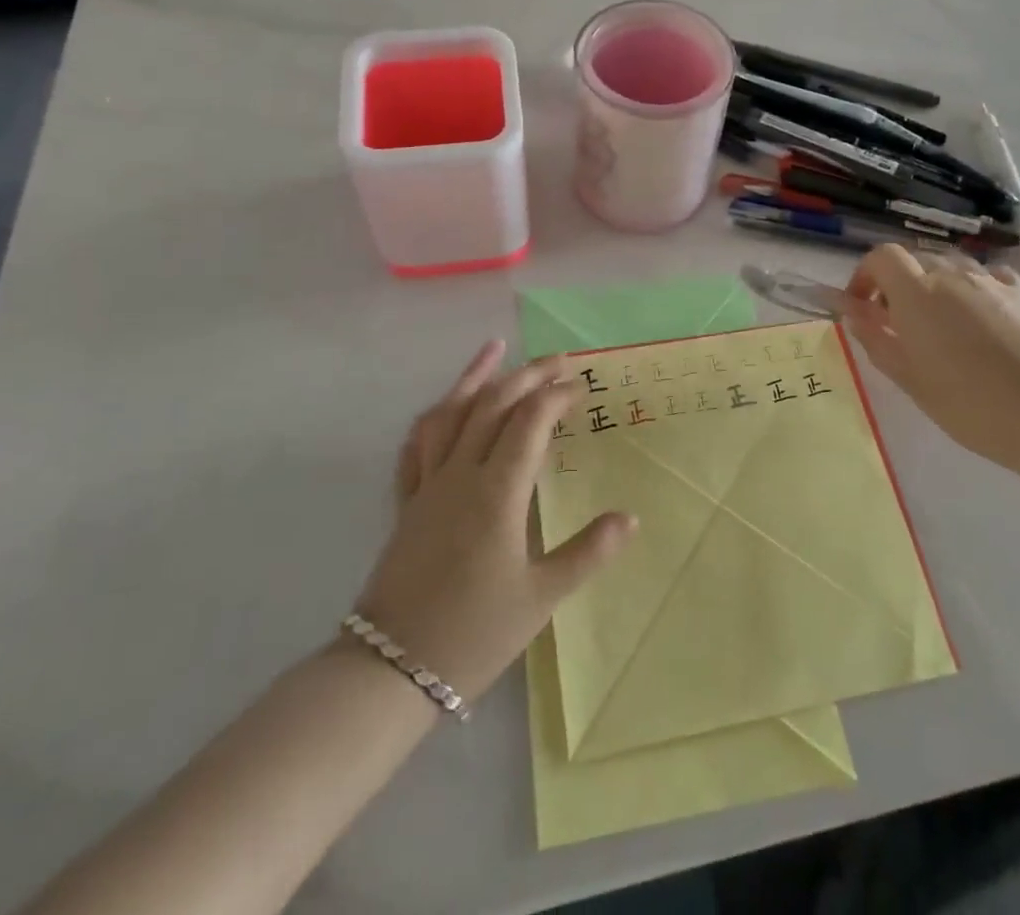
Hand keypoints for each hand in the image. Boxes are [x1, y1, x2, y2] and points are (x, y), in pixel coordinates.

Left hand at [354, 340, 636, 702]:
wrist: (390, 669)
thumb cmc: (474, 633)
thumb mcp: (540, 598)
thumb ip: (586, 552)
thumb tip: (629, 518)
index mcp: (497, 491)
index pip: (530, 422)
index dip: (557, 397)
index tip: (582, 386)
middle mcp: (460, 473)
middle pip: (493, 405)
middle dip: (528, 376)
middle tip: (559, 360)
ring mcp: (428, 484)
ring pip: (451, 413)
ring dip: (475, 377)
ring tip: (495, 349)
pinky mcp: (407, 502)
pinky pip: (418, 444)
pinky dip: (435, 416)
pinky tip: (443, 406)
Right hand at [845, 245, 1019, 484]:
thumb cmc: (971, 404)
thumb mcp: (910, 378)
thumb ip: (874, 338)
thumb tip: (848, 311)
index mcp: (916, 293)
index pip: (880, 257)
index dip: (864, 276)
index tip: (862, 307)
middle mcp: (951, 276)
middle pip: (914, 260)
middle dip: (897, 284)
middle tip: (897, 325)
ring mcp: (991, 282)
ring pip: (951, 267)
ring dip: (934, 286)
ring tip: (940, 325)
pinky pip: (987, 277)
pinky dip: (972, 289)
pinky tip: (981, 318)